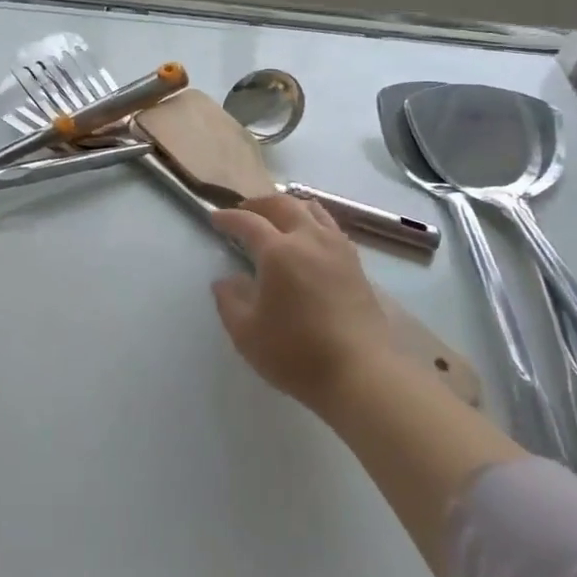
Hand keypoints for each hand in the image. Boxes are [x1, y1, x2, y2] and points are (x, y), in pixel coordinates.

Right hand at [210, 195, 393, 414]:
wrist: (361, 373)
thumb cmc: (297, 353)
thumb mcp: (247, 333)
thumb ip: (230, 301)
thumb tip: (225, 280)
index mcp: (278, 251)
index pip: (248, 222)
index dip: (229, 217)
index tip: (215, 218)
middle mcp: (309, 239)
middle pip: (283, 204)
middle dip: (259, 203)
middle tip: (243, 211)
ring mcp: (337, 248)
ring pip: (312, 209)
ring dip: (289, 206)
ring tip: (277, 217)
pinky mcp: (356, 264)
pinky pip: (330, 227)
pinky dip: (313, 221)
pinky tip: (309, 239)